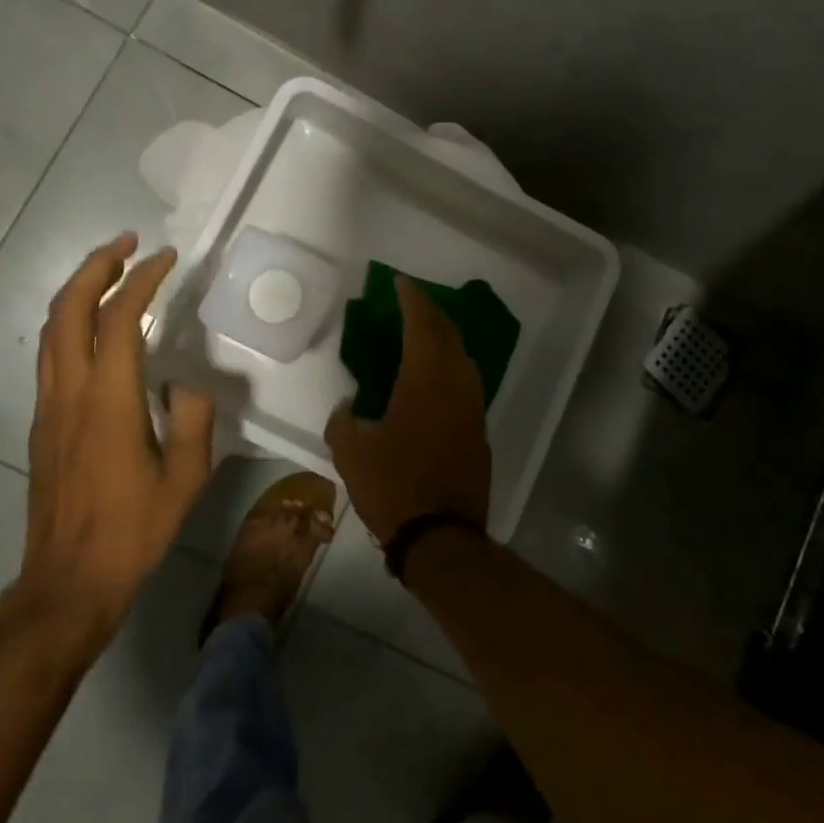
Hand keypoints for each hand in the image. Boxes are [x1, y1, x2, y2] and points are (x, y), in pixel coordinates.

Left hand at [17, 233, 213, 633]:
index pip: (119, 320)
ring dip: (78, 289)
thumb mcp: (186, 477)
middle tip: (128, 244)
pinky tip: (95, 327)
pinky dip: (71, 320)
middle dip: (96, 266)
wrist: (67, 581)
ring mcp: (49, 406)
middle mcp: (70, 392)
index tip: (166, 258)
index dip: (142, 280)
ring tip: (111, 271)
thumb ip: (193, 418)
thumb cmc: (133, 530)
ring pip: (52, 328)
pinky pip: (51, 353)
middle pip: (69, 309)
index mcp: (108, 400)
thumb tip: (182, 382)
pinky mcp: (42, 422)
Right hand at [325, 277, 490, 544]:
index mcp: (426, 379)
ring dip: (444, 339)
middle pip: (448, 335)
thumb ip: (345, 420)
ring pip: (462, 359)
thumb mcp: (351, 451)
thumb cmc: (393, 486)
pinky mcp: (478, 432)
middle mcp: (456, 385)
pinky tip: (434, 379)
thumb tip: (350, 408)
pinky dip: (450, 368)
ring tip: (423, 336)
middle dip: (431, 313)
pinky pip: (465, 384)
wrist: (441, 538)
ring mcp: (472, 409)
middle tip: (411, 303)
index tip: (401, 283)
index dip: (412, 299)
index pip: (422, 324)